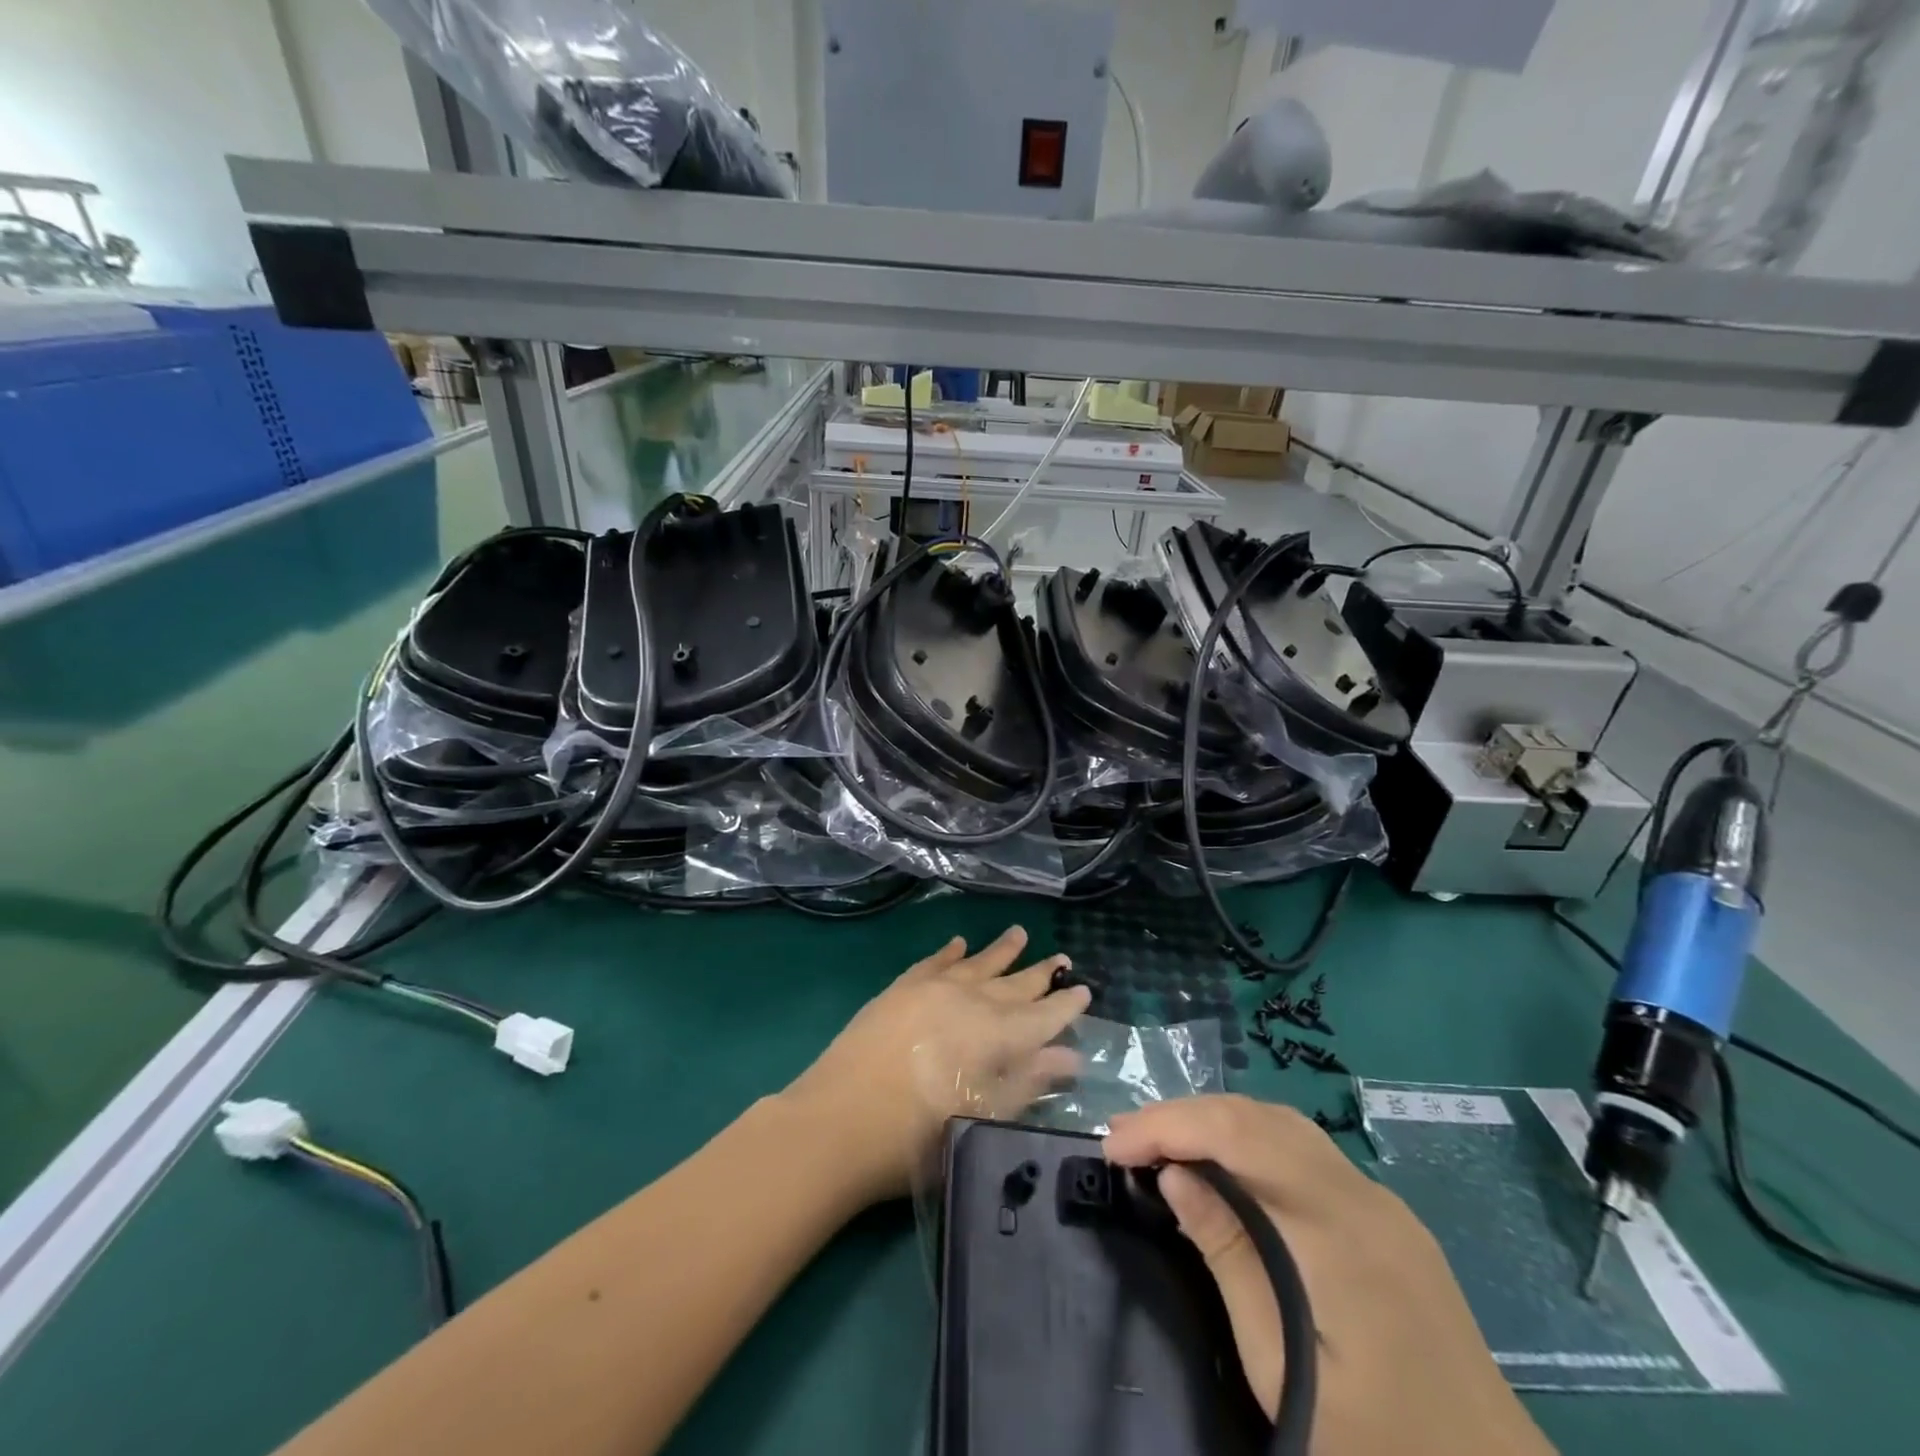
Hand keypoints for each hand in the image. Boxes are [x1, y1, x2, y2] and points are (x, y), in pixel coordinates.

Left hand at [784, 926, 1090, 1204]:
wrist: (838, 1121)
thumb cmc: (918, 1136)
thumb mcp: (986, 1117)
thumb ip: (1029, 1082)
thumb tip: (1069, 1056)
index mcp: (997, 1034)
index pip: (1043, 1015)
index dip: (1066, 1005)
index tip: (1084, 990)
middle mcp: (970, 1001)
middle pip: (1014, 984)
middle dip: (1040, 974)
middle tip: (1062, 959)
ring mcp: (933, 989)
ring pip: (977, 963)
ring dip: (1001, 951)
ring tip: (1020, 934)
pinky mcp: (900, 989)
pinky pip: (934, 962)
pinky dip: (949, 952)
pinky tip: (959, 944)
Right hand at [1104, 1096, 1553, 1455]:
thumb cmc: (1382, 1447)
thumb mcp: (1284, 1370)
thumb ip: (1229, 1259)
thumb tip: (1176, 1176)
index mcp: (1339, 1228)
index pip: (1237, 1134)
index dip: (1168, 1125)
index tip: (1114, 1147)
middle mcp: (1362, 1194)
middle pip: (1257, 1116)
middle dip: (1183, 1115)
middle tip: (1124, 1140)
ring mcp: (1381, 1202)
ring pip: (1281, 1125)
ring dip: (1215, 1122)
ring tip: (1160, 1144)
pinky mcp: (1387, 1219)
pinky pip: (1305, 1153)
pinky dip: (1250, 1142)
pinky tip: (1223, 1168)